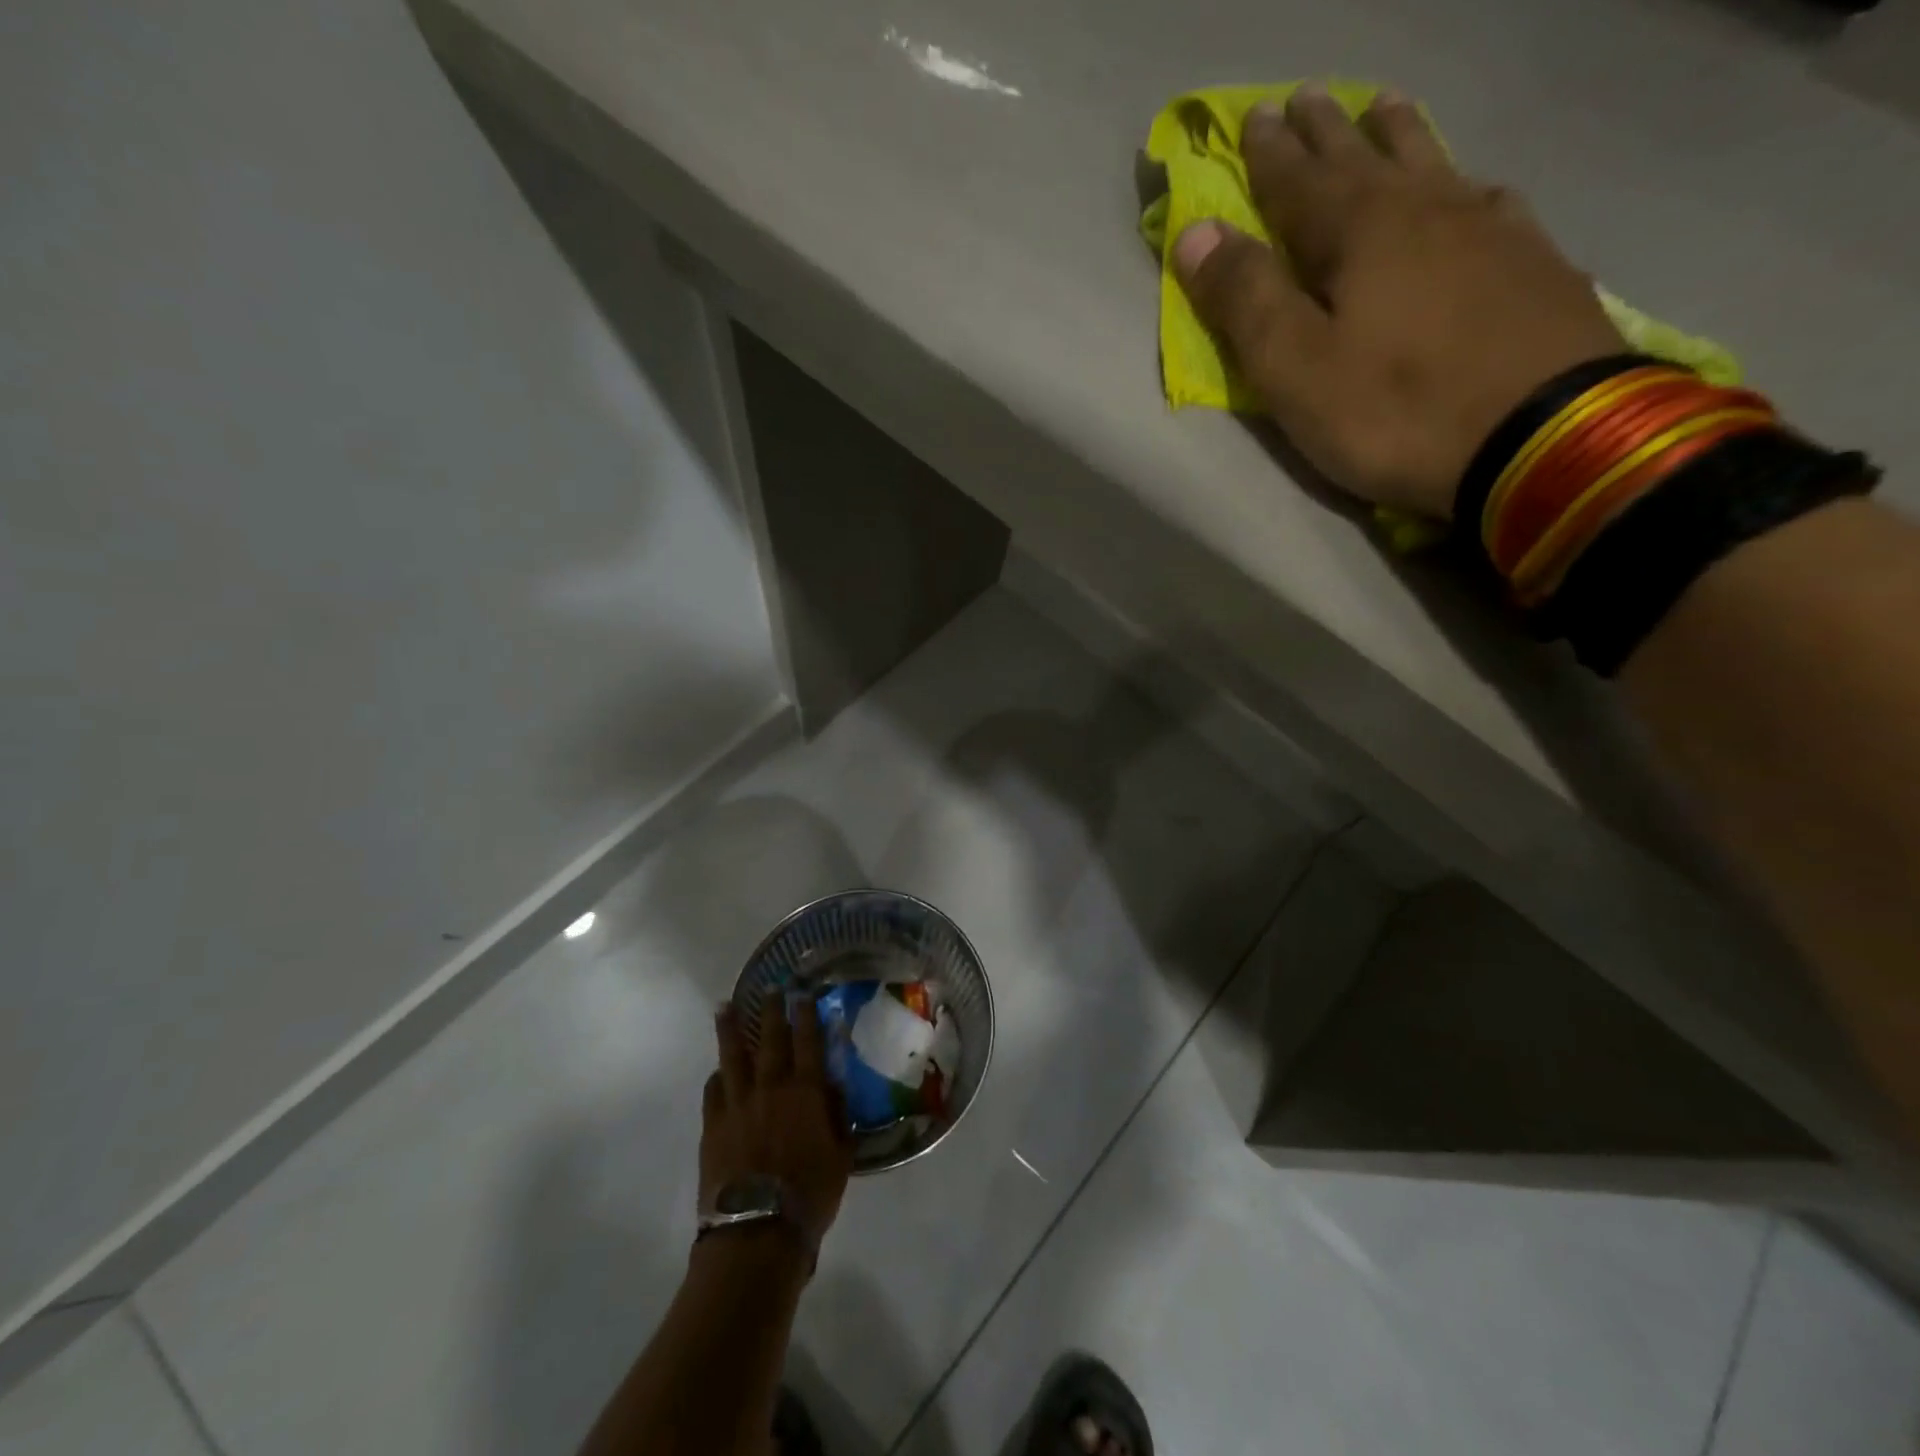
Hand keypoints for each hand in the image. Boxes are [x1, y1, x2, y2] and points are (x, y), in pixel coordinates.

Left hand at [701, 994, 852, 1248]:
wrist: (757, 1231)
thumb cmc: (809, 1194)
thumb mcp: (841, 1154)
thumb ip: (838, 1114)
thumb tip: (834, 1083)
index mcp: (806, 1092)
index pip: (808, 1041)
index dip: (807, 1015)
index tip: (804, 993)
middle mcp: (771, 1087)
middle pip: (770, 1039)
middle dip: (771, 1011)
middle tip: (771, 988)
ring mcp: (738, 1104)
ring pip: (733, 1056)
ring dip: (730, 1029)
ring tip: (725, 1006)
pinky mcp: (713, 1126)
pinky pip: (713, 1091)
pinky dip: (717, 1076)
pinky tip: (718, 1070)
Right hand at [1173, 86, 1625, 519]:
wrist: (1541, 435)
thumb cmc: (1395, 411)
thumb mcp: (1295, 369)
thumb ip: (1244, 300)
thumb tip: (1195, 232)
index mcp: (1359, 233)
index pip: (1299, 182)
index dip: (1269, 154)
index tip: (1251, 117)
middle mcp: (1424, 210)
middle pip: (1365, 158)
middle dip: (1328, 131)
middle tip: (1307, 98)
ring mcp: (1488, 229)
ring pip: (1432, 164)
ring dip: (1399, 136)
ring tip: (1383, 109)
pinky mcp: (1533, 262)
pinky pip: (1487, 197)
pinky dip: (1462, 181)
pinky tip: (1468, 183)